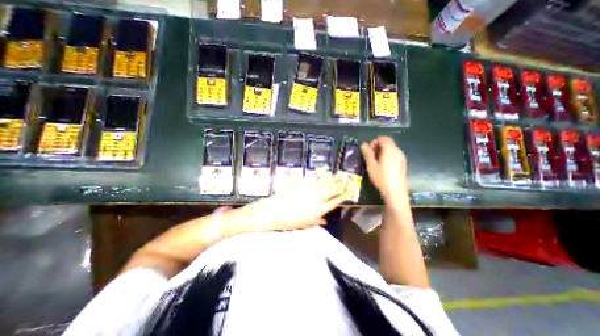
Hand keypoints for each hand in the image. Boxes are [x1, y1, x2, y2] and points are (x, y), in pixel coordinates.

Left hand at [246, 174, 344, 230]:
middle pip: (332, 189)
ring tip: (336, 174)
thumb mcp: (305, 224)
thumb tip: (325, 220)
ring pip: (323, 182)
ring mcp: (309, 188)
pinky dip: (317, 178)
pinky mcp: (302, 182)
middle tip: (345, 177)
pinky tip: (319, 175)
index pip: (335, 201)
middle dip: (340, 183)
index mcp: (319, 209)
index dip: (342, 196)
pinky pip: (311, 179)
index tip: (347, 191)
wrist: (275, 211)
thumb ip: (317, 221)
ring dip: (331, 178)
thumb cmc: (290, 221)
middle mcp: (317, 197)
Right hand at [358, 135, 409, 204]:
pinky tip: (383, 167)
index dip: (374, 142)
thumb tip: (363, 144)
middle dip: (377, 147)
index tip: (369, 152)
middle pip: (387, 142)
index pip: (383, 138)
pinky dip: (387, 156)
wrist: (396, 192)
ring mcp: (402, 157)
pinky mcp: (403, 164)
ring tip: (376, 163)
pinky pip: (394, 155)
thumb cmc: (382, 178)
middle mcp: (398, 151)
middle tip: (371, 157)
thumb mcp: (371, 165)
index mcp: (390, 150)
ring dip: (382, 152)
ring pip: (391, 149)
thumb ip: (367, 153)